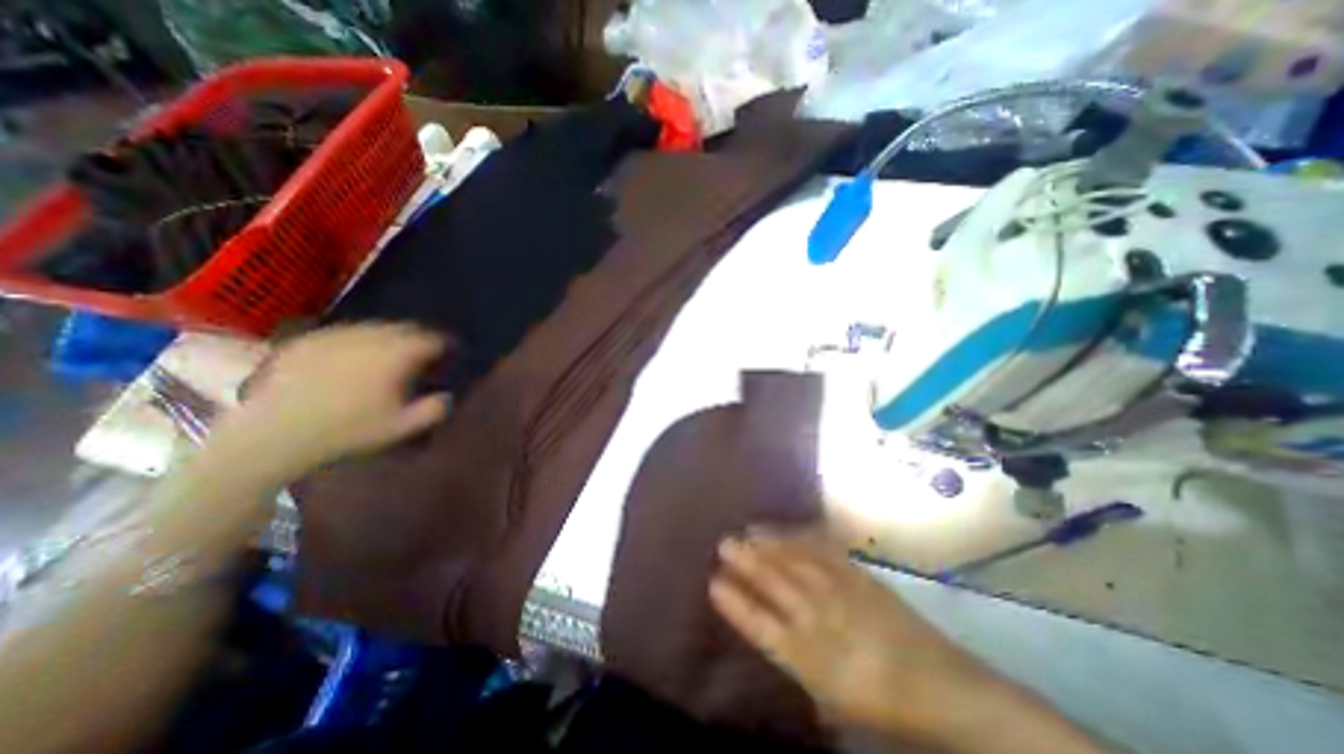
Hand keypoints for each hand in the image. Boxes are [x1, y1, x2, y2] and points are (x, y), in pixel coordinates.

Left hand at [215, 322, 451, 474]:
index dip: (446, 344)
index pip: (432, 338)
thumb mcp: (402, 427)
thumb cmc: (347, 430)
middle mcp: (369, 336)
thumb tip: (448, 395)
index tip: (451, 354)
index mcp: (396, 354)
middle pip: (405, 327)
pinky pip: (345, 332)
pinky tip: (354, 358)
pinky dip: (359, 341)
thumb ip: (434, 409)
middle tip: (424, 355)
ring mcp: (335, 334)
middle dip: (419, 338)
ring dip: (390, 337)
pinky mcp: (307, 340)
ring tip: (390, 355)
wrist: (273, 434)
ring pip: (375, 327)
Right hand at [712, 534, 984, 737]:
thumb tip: (773, 638)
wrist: (938, 684)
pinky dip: (803, 538)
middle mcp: (817, 619)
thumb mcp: (830, 697)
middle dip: (746, 561)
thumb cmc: (878, 698)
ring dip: (769, 544)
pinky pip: (825, 552)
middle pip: (773, 584)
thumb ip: (798, 663)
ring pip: (795, 562)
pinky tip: (791, 528)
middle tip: (723, 541)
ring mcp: (839, 592)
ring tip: (748, 529)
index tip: (713, 580)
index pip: (759, 625)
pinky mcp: (858, 575)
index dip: (735, 603)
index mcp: (806, 657)